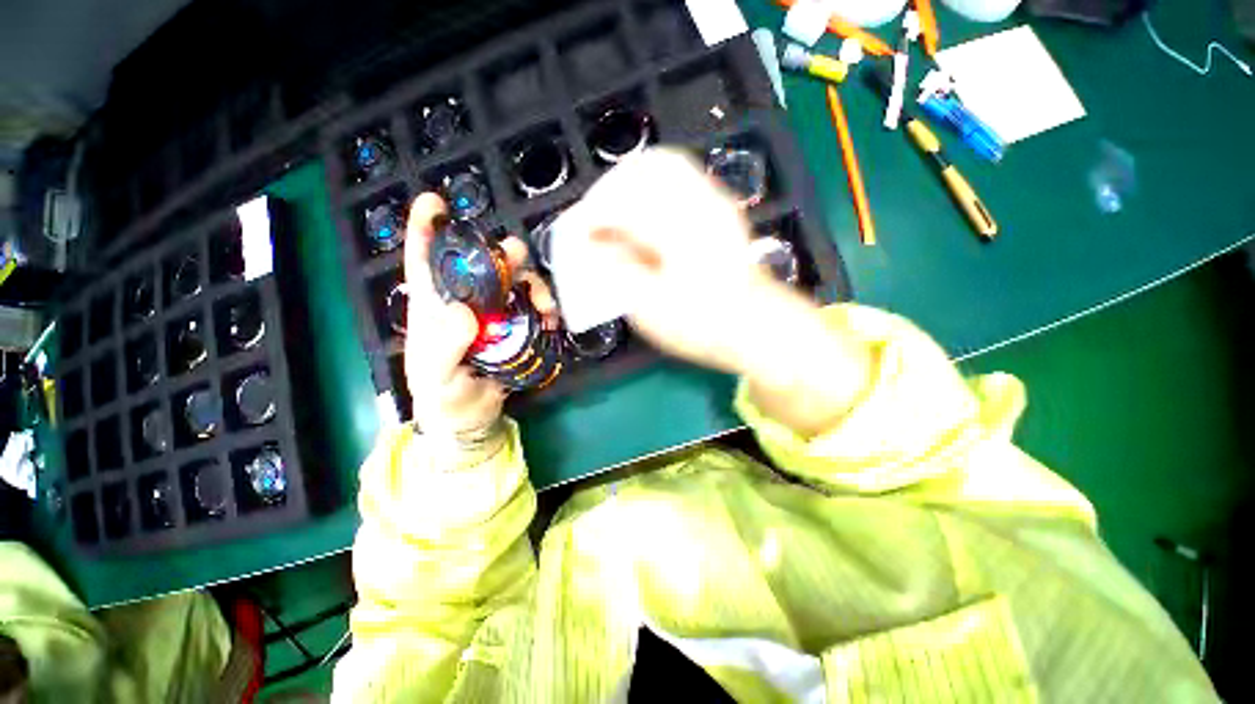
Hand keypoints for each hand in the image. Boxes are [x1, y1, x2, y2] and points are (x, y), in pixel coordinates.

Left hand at [401, 195, 555, 437]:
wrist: (472, 418)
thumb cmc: (444, 398)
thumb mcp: (435, 379)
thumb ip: (444, 349)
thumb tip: (465, 312)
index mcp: (433, 309)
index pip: (424, 263)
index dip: (426, 230)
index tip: (434, 202)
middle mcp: (466, 302)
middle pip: (483, 265)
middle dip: (502, 255)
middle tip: (519, 258)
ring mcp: (495, 313)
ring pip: (515, 281)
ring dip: (533, 284)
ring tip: (546, 307)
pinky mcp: (517, 326)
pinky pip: (533, 304)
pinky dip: (546, 305)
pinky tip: (551, 319)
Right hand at [562, 148, 873, 435]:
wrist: (756, 327)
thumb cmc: (703, 325)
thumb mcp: (651, 309)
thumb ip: (618, 273)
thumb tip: (593, 246)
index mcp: (677, 231)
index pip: (623, 205)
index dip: (593, 216)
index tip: (580, 234)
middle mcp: (698, 205)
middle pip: (645, 169)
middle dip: (612, 189)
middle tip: (596, 218)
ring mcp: (715, 202)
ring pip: (666, 166)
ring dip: (634, 183)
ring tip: (617, 213)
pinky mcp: (721, 210)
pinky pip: (683, 178)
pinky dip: (655, 187)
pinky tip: (647, 214)